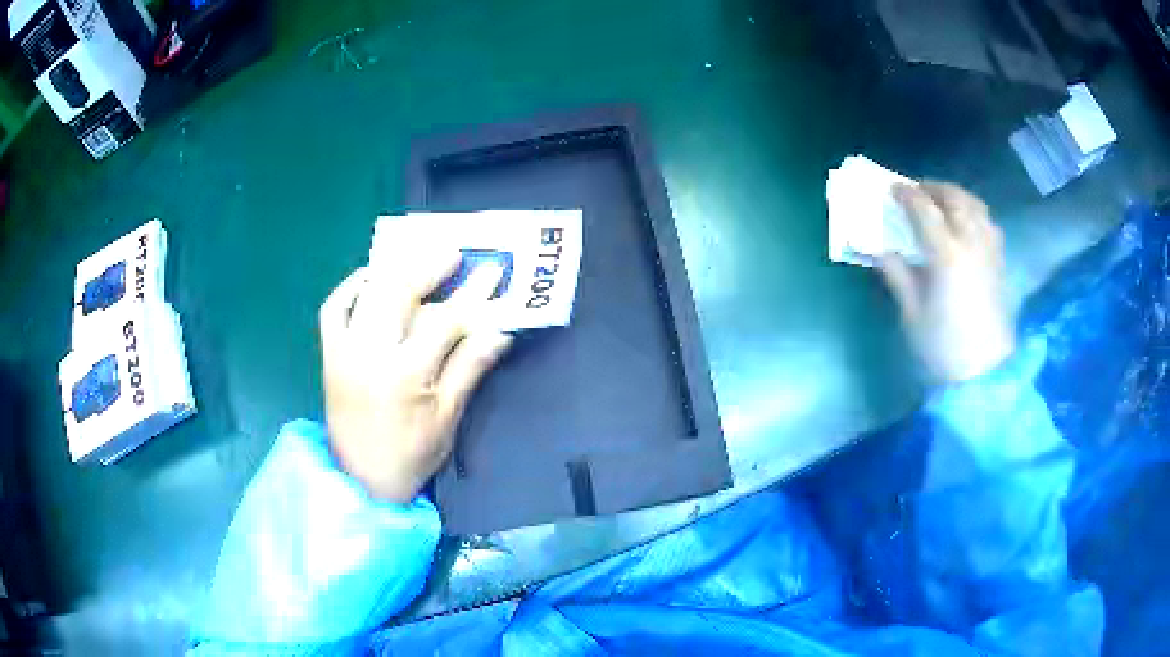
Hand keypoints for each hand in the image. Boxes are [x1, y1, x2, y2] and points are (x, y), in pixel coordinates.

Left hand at [318, 241, 511, 502]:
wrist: (360, 480)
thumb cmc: (410, 455)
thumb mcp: (447, 418)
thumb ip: (469, 369)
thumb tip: (498, 331)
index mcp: (404, 375)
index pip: (444, 321)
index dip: (471, 294)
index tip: (491, 271)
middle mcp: (369, 354)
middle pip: (399, 294)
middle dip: (428, 267)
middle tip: (452, 253)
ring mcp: (344, 351)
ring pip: (367, 294)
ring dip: (394, 270)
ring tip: (417, 259)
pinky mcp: (329, 355)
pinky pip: (333, 309)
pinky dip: (350, 287)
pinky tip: (370, 278)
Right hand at [879, 182, 1015, 383]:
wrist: (984, 374)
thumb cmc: (943, 348)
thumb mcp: (912, 314)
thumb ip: (897, 274)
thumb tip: (879, 249)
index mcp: (946, 255)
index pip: (924, 209)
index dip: (906, 194)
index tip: (891, 189)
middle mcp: (971, 243)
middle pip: (953, 198)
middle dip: (932, 188)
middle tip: (916, 191)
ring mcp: (989, 250)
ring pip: (974, 205)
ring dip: (955, 195)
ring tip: (941, 201)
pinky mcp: (999, 262)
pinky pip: (987, 222)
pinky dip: (973, 212)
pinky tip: (965, 223)